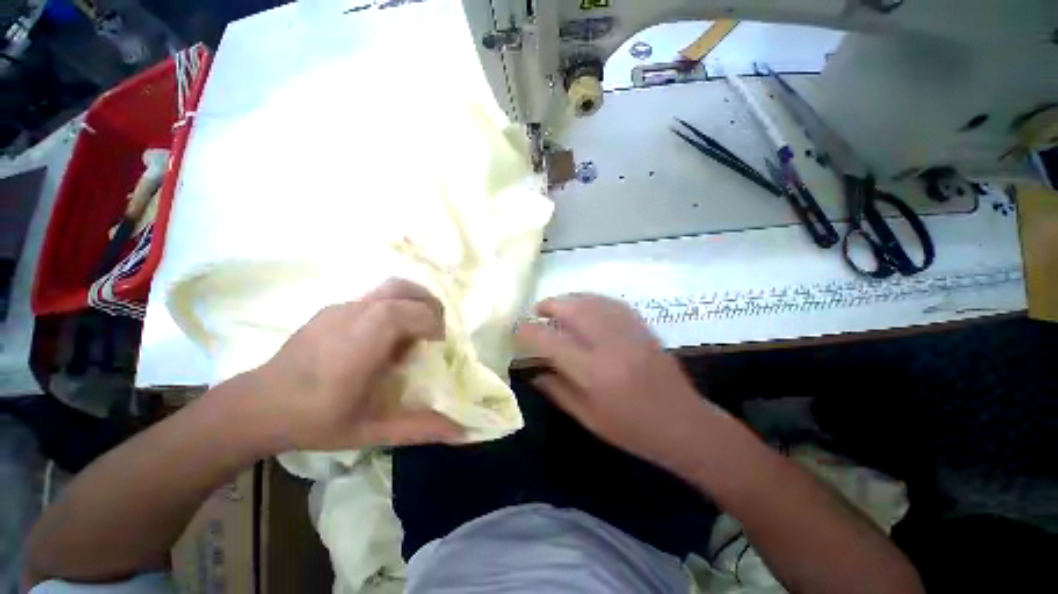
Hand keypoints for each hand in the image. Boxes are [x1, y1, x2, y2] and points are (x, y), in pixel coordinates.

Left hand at [249, 278, 463, 451]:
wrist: (264, 404)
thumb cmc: (317, 420)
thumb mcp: (370, 431)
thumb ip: (418, 428)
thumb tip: (463, 432)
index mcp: (364, 340)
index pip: (411, 311)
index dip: (434, 324)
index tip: (441, 350)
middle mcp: (351, 314)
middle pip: (399, 287)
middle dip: (426, 303)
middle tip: (434, 336)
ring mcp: (335, 309)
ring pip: (380, 292)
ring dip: (403, 307)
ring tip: (404, 345)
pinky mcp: (324, 313)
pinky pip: (363, 302)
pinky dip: (382, 314)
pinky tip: (372, 350)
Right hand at [516, 294, 724, 471]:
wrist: (682, 424)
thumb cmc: (633, 431)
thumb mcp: (590, 419)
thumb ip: (560, 392)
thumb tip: (535, 373)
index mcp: (594, 372)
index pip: (551, 339)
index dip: (528, 331)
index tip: (516, 331)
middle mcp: (612, 345)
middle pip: (574, 309)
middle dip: (550, 305)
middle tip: (536, 312)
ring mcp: (632, 333)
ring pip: (595, 301)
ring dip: (572, 299)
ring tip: (557, 307)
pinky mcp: (646, 330)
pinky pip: (616, 305)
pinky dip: (596, 301)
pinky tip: (588, 308)